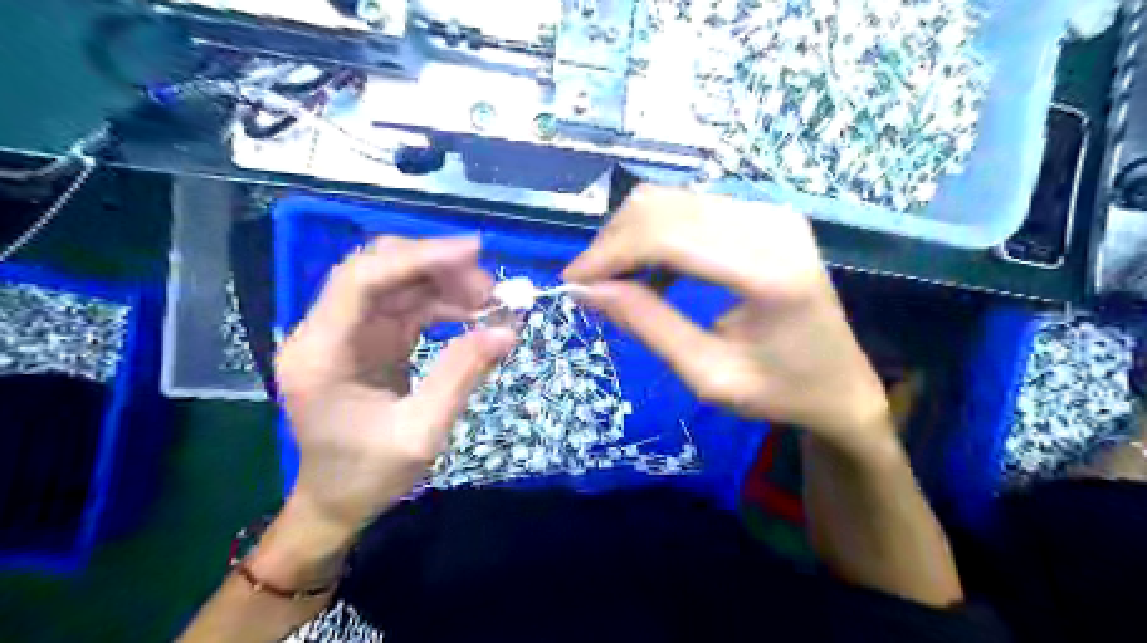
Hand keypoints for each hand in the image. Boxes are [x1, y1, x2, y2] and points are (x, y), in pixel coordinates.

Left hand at [273, 236, 514, 537]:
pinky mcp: (367, 340)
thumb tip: (507, 330)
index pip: (361, 280)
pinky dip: (442, 304)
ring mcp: (346, 333)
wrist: (336, 503)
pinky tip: (474, 314)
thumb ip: (461, 376)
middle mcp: (324, 332)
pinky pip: (406, 305)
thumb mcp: (421, 433)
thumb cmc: (367, 476)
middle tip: (490, 288)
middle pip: (377, 270)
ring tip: (491, 301)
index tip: (474, 252)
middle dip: (436, 268)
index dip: (417, 257)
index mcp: (320, 353)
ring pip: (396, 283)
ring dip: (445, 284)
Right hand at [562, 185, 885, 452]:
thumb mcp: (706, 374)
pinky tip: (651, 273)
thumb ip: (646, 325)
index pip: (665, 234)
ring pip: (671, 201)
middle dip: (612, 243)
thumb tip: (586, 290)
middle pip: (662, 206)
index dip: (608, 253)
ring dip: (631, 238)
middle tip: (590, 286)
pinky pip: (690, 209)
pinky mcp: (763, 215)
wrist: (841, 383)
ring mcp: (770, 212)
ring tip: (616, 282)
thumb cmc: (779, 391)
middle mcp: (770, 224)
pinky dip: (656, 236)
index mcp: (766, 271)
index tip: (572, 283)